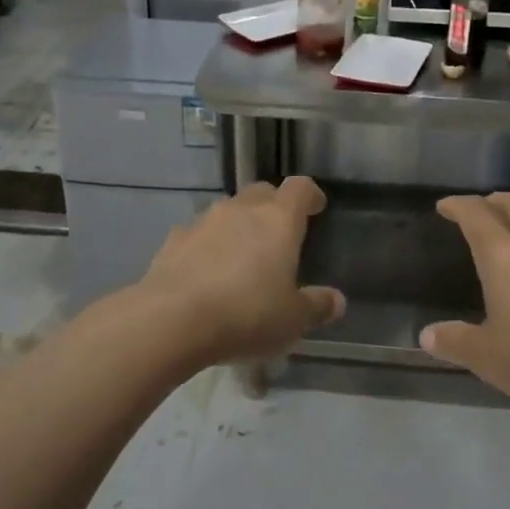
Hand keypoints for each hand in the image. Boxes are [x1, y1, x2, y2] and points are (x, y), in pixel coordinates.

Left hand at [134, 177, 344, 368]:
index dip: (310, 194)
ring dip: (238, 224)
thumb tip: (337, 301)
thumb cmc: (246, 314)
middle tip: (279, 233)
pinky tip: (205, 272)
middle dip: (273, 206)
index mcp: (278, 220)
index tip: (316, 207)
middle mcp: (242, 209)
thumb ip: (316, 306)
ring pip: (228, 210)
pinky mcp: (173, 240)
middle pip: (262, 192)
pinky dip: (206, 245)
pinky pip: (197, 233)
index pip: (300, 188)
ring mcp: (203, 221)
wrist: (171, 320)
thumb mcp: (292, 320)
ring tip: (241, 256)